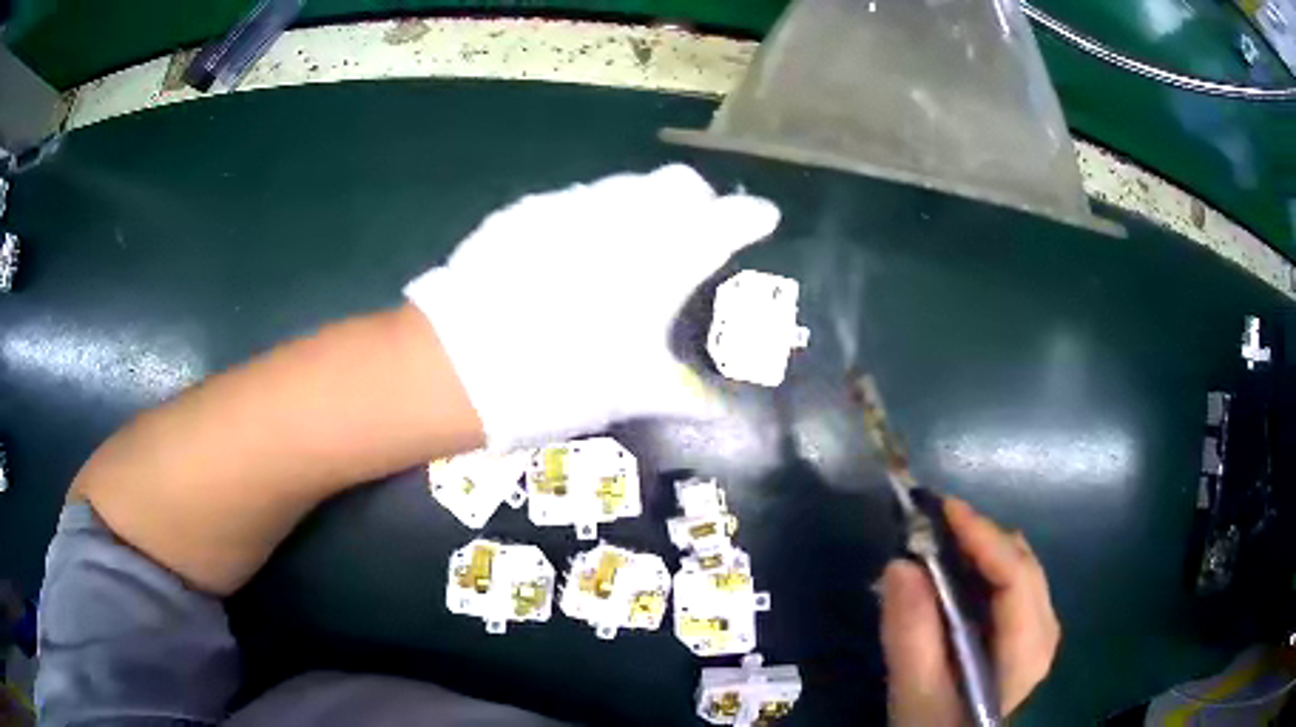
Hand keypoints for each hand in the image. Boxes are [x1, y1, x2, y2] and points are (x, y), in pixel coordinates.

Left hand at [404, 164, 779, 450]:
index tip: (763, 220)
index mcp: (669, 254)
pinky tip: (569, 253)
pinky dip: (589, 217)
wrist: (465, 361)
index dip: (752, 218)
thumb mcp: (634, 392)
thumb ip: (685, 395)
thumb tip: (720, 412)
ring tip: (628, 246)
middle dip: (696, 201)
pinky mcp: (528, 208)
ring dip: (641, 206)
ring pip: (626, 185)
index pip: (731, 219)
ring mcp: (574, 204)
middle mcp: (628, 214)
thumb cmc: (567, 378)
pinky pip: (575, 200)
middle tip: (691, 234)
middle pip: (680, 183)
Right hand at [880, 499, 1059, 724]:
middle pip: (1022, 563)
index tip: (943, 507)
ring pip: (1019, 568)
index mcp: (1026, 650)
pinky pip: (1013, 583)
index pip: (1016, 576)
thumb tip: (900, 564)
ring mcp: (1041, 631)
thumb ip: (911, 635)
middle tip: (931, 524)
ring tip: (939, 542)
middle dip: (979, 537)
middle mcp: (1045, 631)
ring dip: (981, 549)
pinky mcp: (1027, 634)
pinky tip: (954, 574)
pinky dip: (984, 568)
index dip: (983, 536)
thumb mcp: (915, 693)